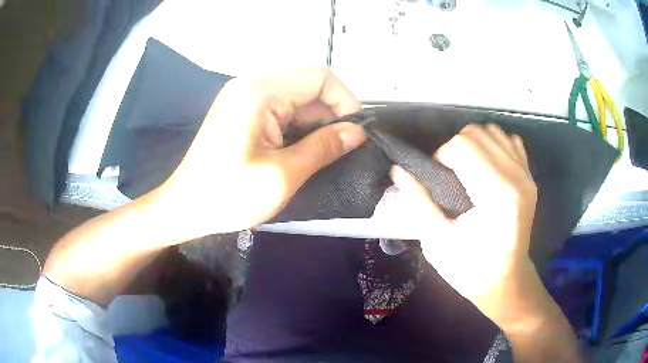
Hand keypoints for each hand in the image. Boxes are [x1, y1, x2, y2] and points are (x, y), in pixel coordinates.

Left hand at [155, 67, 365, 239]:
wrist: (185, 207)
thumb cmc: (228, 195)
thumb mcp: (283, 175)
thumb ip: (324, 148)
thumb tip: (357, 132)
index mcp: (259, 93)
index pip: (319, 77)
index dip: (345, 101)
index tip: (353, 133)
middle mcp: (251, 85)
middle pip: (308, 86)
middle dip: (329, 116)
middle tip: (337, 151)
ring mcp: (244, 97)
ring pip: (296, 99)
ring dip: (313, 124)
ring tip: (316, 156)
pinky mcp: (241, 110)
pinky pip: (280, 109)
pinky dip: (296, 127)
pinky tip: (297, 151)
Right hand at [390, 124, 537, 313]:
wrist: (506, 281)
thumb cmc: (471, 270)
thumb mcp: (438, 242)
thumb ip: (419, 201)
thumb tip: (398, 170)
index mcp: (495, 196)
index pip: (462, 146)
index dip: (441, 156)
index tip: (437, 178)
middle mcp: (516, 178)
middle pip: (476, 134)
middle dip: (454, 147)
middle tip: (449, 174)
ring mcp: (526, 175)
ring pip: (493, 131)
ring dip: (473, 142)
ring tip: (466, 167)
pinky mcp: (530, 177)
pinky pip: (510, 140)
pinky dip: (494, 144)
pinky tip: (487, 164)